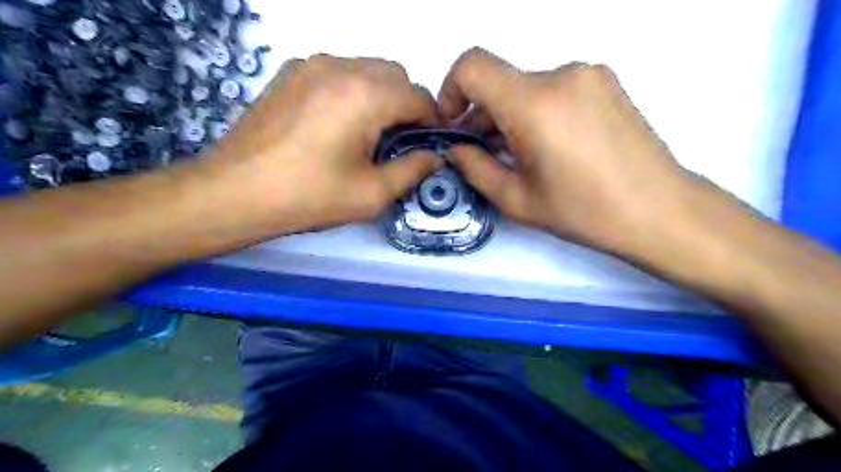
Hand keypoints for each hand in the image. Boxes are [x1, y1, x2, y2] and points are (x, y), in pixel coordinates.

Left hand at [208, 53, 441, 233]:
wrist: (235, 192)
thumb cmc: (309, 197)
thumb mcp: (371, 194)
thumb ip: (412, 170)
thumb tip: (434, 157)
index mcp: (365, 96)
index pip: (418, 96)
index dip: (431, 122)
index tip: (426, 146)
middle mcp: (340, 67)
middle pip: (395, 76)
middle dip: (406, 106)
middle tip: (395, 143)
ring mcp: (311, 65)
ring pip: (367, 70)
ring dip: (379, 97)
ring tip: (364, 135)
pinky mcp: (291, 73)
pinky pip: (338, 72)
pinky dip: (352, 92)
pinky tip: (335, 125)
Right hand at [442, 48, 696, 253]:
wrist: (660, 210)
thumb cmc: (584, 212)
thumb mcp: (517, 200)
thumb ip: (475, 168)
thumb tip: (456, 149)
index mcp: (535, 104)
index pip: (472, 66)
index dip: (451, 90)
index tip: (455, 123)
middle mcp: (562, 75)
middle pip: (500, 81)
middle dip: (483, 114)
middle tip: (486, 153)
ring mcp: (588, 74)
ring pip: (526, 87)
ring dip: (511, 115)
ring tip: (522, 155)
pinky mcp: (605, 82)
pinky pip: (553, 88)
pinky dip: (537, 111)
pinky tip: (550, 146)